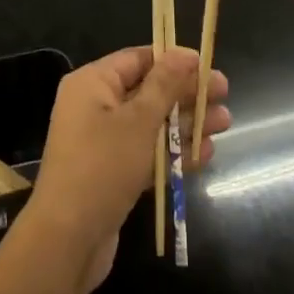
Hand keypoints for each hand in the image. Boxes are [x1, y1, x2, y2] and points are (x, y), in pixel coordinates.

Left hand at [25, 47, 229, 293]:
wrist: (67, 241)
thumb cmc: (102, 166)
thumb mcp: (138, 120)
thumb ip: (165, 85)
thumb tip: (184, 52)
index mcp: (92, 83)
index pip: (138, 59)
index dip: (173, 60)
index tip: (207, 64)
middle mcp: (95, 106)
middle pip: (148, 90)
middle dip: (187, 93)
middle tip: (225, 93)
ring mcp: (103, 142)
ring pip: (152, 123)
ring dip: (187, 122)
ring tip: (226, 122)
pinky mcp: (112, 173)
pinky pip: (147, 152)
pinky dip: (174, 151)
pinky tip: (206, 153)